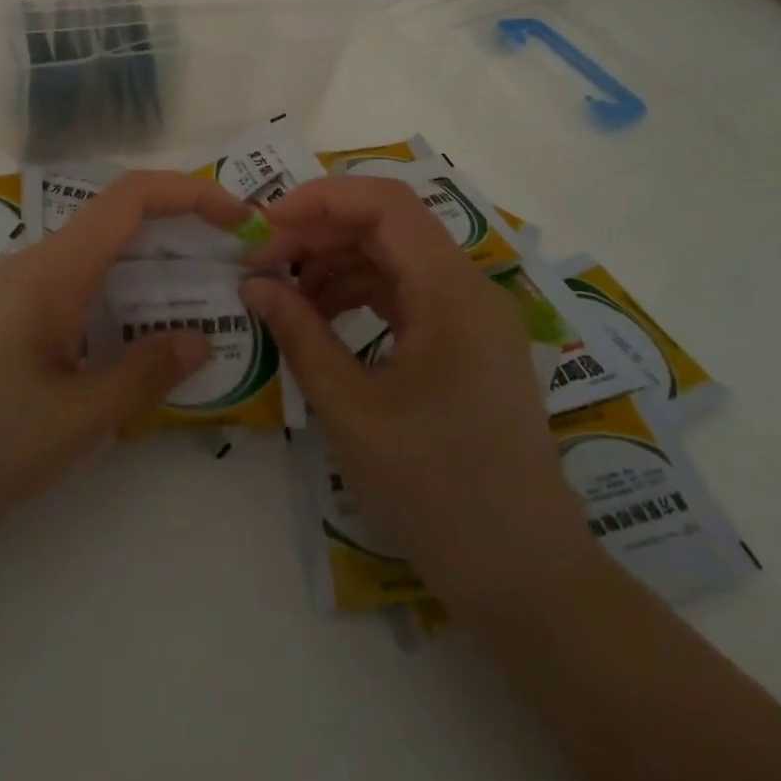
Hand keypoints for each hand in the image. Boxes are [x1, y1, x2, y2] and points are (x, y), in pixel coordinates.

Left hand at [0, 170, 250, 552]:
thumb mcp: (73, 418)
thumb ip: (143, 374)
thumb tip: (201, 339)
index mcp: (55, 268)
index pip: (132, 197)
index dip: (193, 193)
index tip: (242, 220)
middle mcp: (37, 265)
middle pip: (120, 220)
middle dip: (183, 231)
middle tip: (235, 265)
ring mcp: (18, 293)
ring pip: (99, 258)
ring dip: (153, 269)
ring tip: (200, 304)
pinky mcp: (7, 323)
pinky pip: (78, 290)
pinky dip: (121, 299)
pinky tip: (136, 343)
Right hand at [241, 176, 595, 610]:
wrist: (527, 580)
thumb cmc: (437, 493)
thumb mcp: (351, 411)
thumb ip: (300, 335)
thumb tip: (253, 283)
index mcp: (452, 291)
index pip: (384, 204)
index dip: (319, 200)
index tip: (263, 226)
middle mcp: (468, 288)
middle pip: (387, 225)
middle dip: (319, 232)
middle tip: (261, 262)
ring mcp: (472, 315)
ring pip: (394, 256)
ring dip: (335, 262)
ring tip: (283, 294)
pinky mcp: (466, 343)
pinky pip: (406, 293)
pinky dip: (359, 293)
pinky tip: (321, 319)